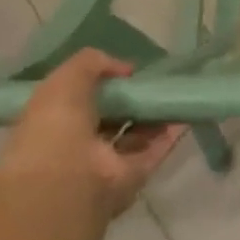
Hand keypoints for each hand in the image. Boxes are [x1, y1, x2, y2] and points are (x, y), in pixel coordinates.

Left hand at [0, 49, 183, 220]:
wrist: (68, 176)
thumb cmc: (57, 123)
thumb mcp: (67, 78)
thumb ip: (94, 63)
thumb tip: (125, 69)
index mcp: (55, 122)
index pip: (80, 100)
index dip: (102, 84)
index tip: (124, 73)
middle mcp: (79, 144)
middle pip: (111, 118)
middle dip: (130, 101)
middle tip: (151, 82)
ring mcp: (106, 163)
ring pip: (134, 135)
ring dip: (153, 117)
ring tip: (171, 94)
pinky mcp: (132, 176)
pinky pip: (155, 151)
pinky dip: (170, 134)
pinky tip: (184, 114)